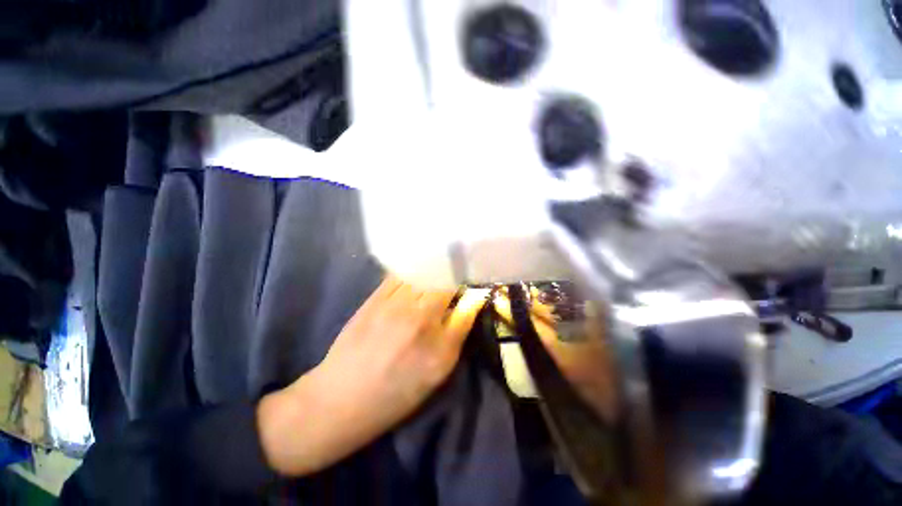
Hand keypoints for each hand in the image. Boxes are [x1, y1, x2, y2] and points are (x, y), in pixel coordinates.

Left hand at [258, 276, 488, 476]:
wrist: (342, 398)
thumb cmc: (399, 389)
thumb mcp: (440, 367)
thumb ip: (461, 327)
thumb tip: (476, 296)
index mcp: (433, 325)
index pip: (458, 285)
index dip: (468, 276)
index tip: (474, 275)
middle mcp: (414, 307)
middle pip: (439, 273)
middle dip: (452, 268)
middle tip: (458, 270)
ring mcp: (391, 298)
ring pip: (420, 268)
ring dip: (434, 265)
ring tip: (441, 266)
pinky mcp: (373, 295)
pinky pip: (399, 272)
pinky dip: (413, 267)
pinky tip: (418, 269)